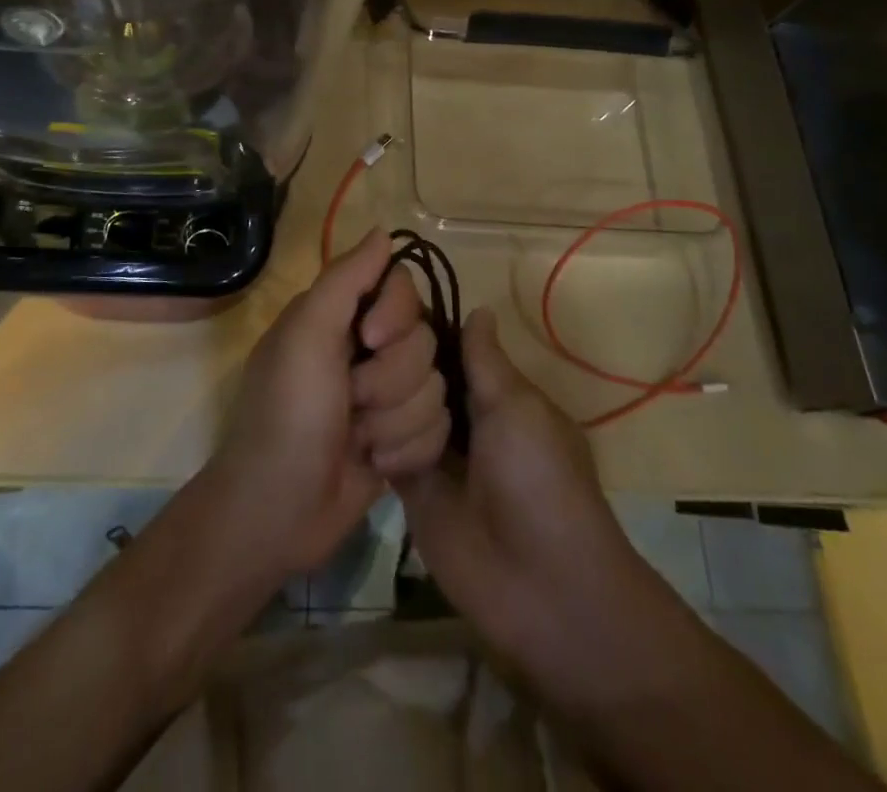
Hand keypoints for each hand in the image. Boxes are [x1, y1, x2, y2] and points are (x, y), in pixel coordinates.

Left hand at [208, 230, 450, 578]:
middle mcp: (368, 349)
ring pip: (435, 387)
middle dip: (390, 381)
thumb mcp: (306, 334)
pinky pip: (439, 428)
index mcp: (341, 315)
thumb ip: (346, 278)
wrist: (280, 509)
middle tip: (351, 402)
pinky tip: (375, 466)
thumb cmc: (287, 412)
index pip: (403, 287)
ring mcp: (388, 396)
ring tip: (359, 441)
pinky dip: (406, 451)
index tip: (371, 340)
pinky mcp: (404, 439)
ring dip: (395, 421)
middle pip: (425, 340)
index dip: (397, 314)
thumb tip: (383, 231)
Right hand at [396, 310, 684, 716]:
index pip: (448, 344)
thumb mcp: (519, 408)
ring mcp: (432, 450)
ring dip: (384, 396)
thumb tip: (478, 307)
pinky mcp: (409, 485)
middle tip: (358, 342)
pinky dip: (372, 431)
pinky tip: (346, 410)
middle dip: (394, 358)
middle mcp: (460, 414)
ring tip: (356, 382)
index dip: (419, 326)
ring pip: (396, 403)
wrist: (540, 585)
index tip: (379, 301)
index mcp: (493, 391)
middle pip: (417, 371)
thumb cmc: (539, 480)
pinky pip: (384, 445)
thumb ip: (486, 360)